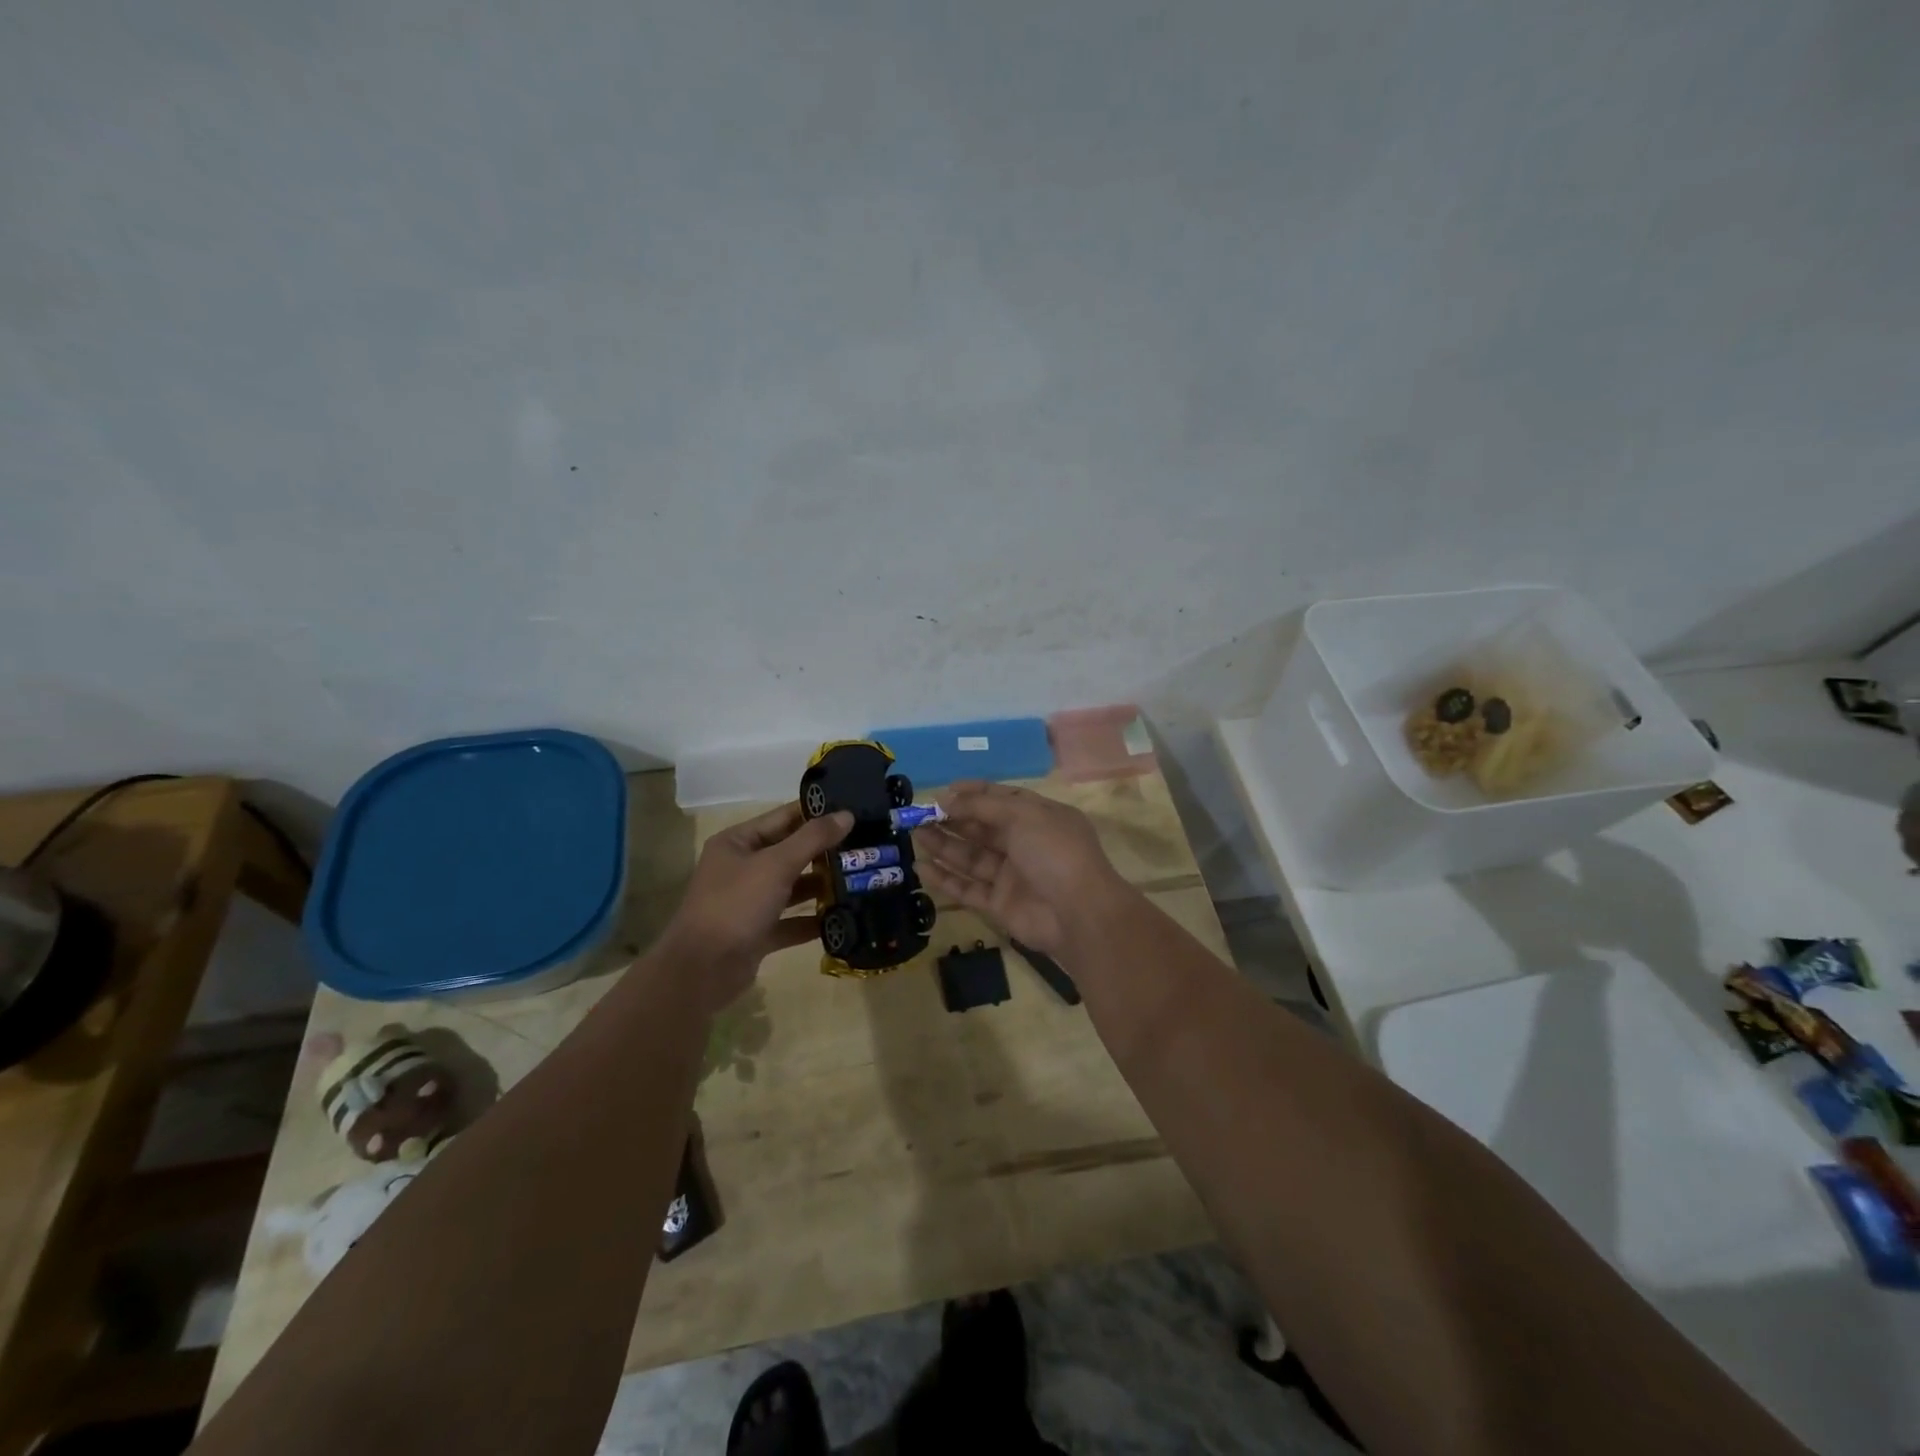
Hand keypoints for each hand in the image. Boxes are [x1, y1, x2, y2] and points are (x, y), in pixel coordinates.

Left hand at [657, 802, 852, 1009]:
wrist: (701, 971)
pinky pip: (791, 921)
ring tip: (861, 880)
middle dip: (825, 852)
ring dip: (822, 886)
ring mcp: (749, 902)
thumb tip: (847, 814)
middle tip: (865, 847)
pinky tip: (844, 918)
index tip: (854, 810)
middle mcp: (742, 868)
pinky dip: (813, 920)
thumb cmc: (736, 905)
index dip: (817, 813)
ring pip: (793, 887)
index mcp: (738, 842)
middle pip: (790, 852)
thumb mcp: (776, 865)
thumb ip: (813, 839)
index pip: (783, 817)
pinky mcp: (758, 933)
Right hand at [912, 781, 1129, 953]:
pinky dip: (945, 878)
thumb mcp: (1022, 815)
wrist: (1078, 914)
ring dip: (944, 845)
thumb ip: (983, 805)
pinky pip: (967, 888)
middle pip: (982, 827)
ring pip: (971, 856)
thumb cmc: (1054, 852)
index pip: (1002, 798)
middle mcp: (1025, 844)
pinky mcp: (999, 904)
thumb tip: (948, 797)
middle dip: (952, 819)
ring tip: (914, 834)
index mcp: (1039, 817)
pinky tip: (922, 867)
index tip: (944, 791)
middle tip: (919, 814)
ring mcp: (1011, 875)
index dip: (974, 793)